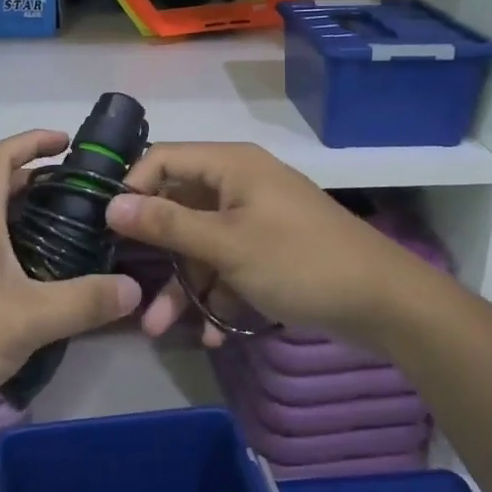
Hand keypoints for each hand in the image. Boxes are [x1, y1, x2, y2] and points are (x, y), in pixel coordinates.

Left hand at [0, 131, 140, 437]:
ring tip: (79, 235)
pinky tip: (47, 282)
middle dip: (44, 181)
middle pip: (2, 187)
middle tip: (88, 195)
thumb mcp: (26, 321)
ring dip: (34, 218)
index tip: (69, 142)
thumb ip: (83, 302)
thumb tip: (135, 287)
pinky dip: (23, 251)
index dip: (32, 140)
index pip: (0, 156)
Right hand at [105, 143, 426, 350]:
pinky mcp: (269, 252)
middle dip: (155, 253)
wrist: (385, 303)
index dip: (132, 188)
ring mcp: (256, 220)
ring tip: (158, 328)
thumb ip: (168, 224)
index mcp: (231, 166)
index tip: (107, 229)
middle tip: (127, 286)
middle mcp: (239, 185)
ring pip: (201, 245)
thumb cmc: (300, 261)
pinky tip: (211, 332)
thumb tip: (112, 204)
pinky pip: (228, 266)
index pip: (162, 159)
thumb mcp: (228, 245)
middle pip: (179, 208)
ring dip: (182, 285)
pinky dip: (216, 296)